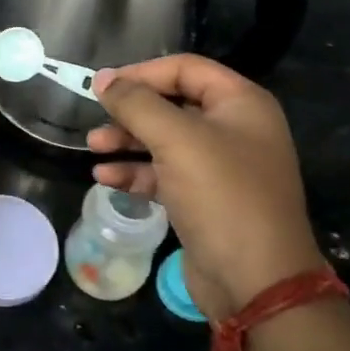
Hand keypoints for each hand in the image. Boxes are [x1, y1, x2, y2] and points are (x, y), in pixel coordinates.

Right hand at [89, 55, 319, 318]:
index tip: (104, 87)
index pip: (185, 68)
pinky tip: (106, 179)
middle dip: (131, 112)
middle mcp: (235, 129)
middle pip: (172, 104)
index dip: (142, 73)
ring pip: (165, 140)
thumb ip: (136, 103)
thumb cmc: (221, 195)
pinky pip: (165, 173)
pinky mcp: (205, 199)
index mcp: (241, 104)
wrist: (256, 282)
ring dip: (127, 141)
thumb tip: (104, 79)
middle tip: (96, 119)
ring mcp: (221, 166)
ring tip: (93, 148)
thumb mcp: (175, 139)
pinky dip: (136, 172)